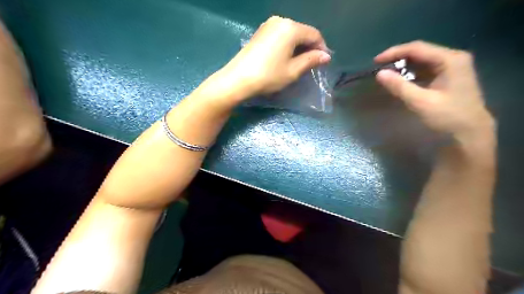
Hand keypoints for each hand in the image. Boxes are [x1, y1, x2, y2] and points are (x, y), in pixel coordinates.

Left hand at [220, 14, 328, 97]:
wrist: (238, 79)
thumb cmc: (268, 76)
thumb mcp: (293, 71)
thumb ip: (311, 60)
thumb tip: (326, 56)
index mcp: (291, 28)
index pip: (314, 34)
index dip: (321, 48)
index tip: (323, 63)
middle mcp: (280, 21)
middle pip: (302, 32)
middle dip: (310, 47)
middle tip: (312, 64)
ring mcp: (268, 25)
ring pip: (291, 33)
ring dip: (298, 46)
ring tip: (299, 62)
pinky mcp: (260, 32)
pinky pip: (280, 35)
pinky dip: (287, 45)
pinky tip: (286, 57)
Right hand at [375, 40, 494, 145]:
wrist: (471, 133)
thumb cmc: (448, 117)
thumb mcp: (421, 102)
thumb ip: (399, 86)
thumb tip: (379, 74)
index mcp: (450, 59)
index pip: (417, 48)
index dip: (394, 52)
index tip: (376, 61)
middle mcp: (453, 58)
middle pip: (420, 52)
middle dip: (398, 59)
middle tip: (380, 68)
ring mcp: (452, 67)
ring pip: (422, 61)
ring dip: (404, 66)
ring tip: (387, 74)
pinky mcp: (449, 76)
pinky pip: (426, 69)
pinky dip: (411, 74)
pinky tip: (401, 80)